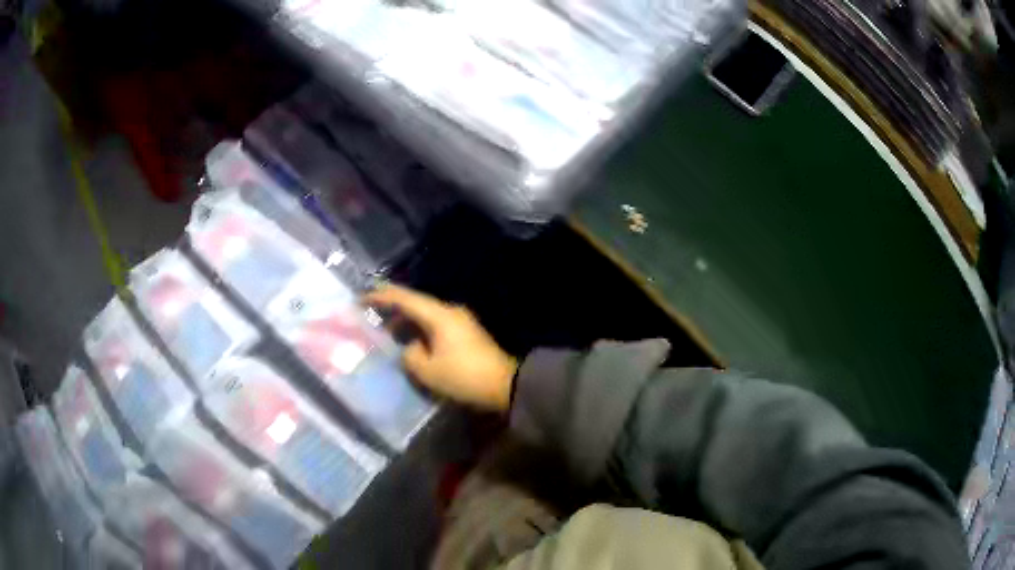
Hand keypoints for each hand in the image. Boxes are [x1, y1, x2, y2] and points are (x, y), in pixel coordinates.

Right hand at [365, 284, 517, 411]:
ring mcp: (460, 320)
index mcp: (439, 315)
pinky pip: (436, 325)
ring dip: (406, 321)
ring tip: (387, 332)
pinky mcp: (466, 332)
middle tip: (370, 315)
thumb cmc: (464, 377)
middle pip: (415, 303)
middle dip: (392, 308)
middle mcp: (450, 311)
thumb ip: (410, 355)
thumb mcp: (428, 371)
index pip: (404, 298)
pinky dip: (420, 330)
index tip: (361, 298)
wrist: (505, 385)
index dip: (381, 296)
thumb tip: (411, 347)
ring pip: (425, 315)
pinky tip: (410, 342)